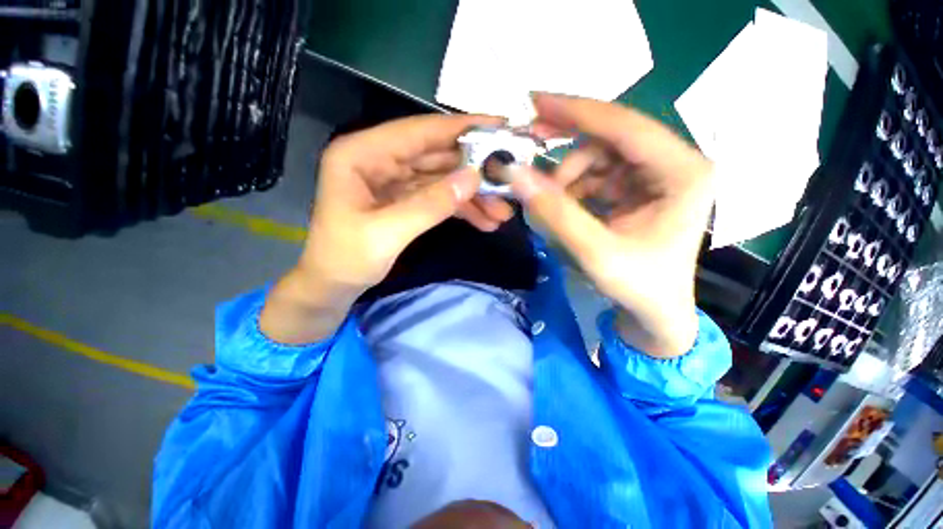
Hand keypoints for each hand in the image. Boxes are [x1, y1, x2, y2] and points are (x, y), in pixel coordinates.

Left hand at [261, 113, 500, 343]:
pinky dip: (461, 208)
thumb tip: (474, 178)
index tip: (500, 126)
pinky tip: (484, 220)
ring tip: (502, 212)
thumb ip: (430, 204)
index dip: (461, 128)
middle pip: (437, 156)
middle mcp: (380, 160)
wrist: (332, 287)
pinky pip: (439, 197)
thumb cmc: (346, 259)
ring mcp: (394, 180)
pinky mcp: (405, 200)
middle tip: (510, 180)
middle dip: (474, 171)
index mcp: (363, 153)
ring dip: (472, 195)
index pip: (420, 131)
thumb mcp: (387, 233)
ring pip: (442, 179)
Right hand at [511, 94, 713, 356]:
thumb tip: (515, 174)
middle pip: (611, 137)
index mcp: (683, 172)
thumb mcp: (594, 252)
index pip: (625, 126)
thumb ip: (555, 212)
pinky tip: (564, 207)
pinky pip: (597, 175)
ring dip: (568, 176)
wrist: (654, 313)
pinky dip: (573, 187)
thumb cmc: (637, 287)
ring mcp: (655, 176)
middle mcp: (674, 164)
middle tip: (530, 144)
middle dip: (567, 143)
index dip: (577, 112)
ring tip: (552, 204)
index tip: (535, 101)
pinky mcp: (638, 190)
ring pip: (599, 157)